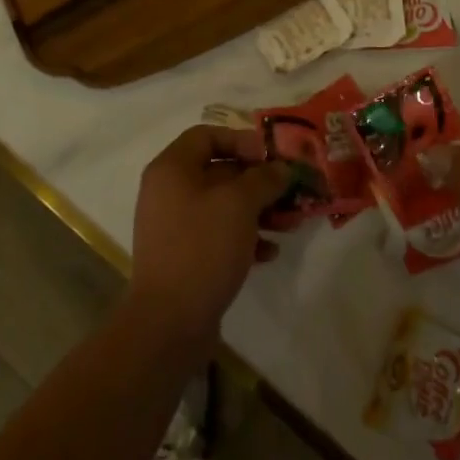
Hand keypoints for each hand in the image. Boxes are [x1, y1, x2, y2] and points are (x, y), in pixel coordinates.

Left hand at [128, 126, 290, 349]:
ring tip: (290, 223)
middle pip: (219, 171)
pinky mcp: (185, 256)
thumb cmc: (202, 247)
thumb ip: (264, 179)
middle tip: (291, 191)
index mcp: (172, 169)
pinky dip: (245, 237)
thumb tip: (280, 169)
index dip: (241, 140)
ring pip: (223, 205)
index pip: (207, 135)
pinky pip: (218, 234)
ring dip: (258, 210)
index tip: (271, 158)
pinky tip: (269, 253)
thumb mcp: (239, 204)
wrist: (168, 323)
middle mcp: (169, 192)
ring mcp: (175, 226)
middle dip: (259, 181)